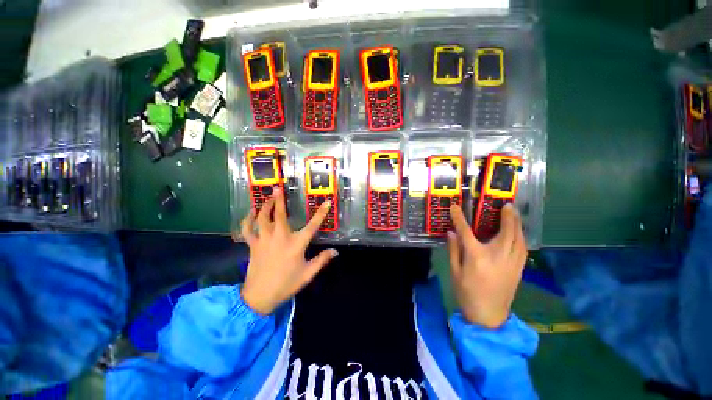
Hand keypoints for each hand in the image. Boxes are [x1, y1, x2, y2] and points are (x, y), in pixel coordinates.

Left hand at [235, 188, 337, 314]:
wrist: (259, 297)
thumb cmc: (287, 284)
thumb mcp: (308, 274)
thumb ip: (322, 260)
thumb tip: (336, 252)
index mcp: (296, 244)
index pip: (312, 226)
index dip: (321, 213)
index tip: (326, 202)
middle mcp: (280, 238)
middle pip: (279, 215)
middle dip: (279, 200)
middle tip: (278, 187)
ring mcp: (264, 240)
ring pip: (262, 218)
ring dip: (264, 206)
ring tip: (267, 197)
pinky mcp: (252, 245)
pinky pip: (247, 229)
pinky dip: (247, 220)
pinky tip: (250, 213)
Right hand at [446, 204, 526, 328]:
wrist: (488, 317)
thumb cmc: (467, 293)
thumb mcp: (454, 271)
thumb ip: (453, 250)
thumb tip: (451, 233)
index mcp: (477, 257)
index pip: (466, 232)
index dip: (459, 218)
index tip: (455, 207)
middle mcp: (497, 256)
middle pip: (505, 232)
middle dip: (508, 217)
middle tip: (508, 205)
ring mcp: (512, 263)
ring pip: (519, 239)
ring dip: (518, 225)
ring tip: (515, 214)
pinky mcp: (519, 270)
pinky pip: (523, 249)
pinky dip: (521, 238)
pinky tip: (519, 233)